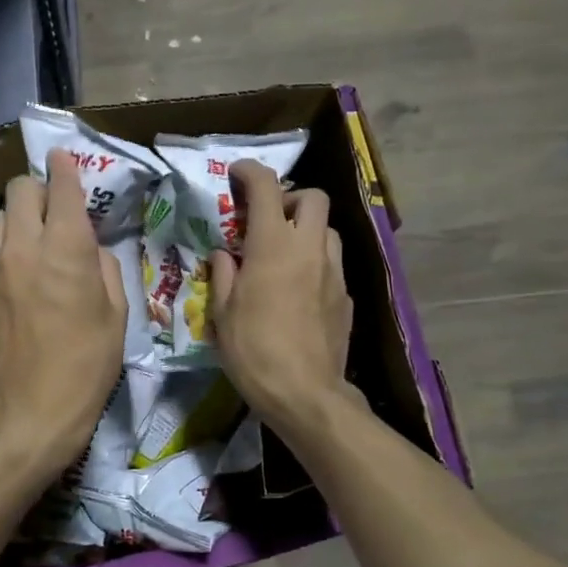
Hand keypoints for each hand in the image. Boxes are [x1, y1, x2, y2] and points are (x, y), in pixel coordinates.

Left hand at [0, 148, 126, 480]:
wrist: (34, 408)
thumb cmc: (88, 362)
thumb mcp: (117, 312)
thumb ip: (104, 266)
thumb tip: (90, 249)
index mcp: (65, 249)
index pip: (60, 187)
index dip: (65, 167)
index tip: (65, 157)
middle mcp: (24, 246)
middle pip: (21, 189)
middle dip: (40, 188)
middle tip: (55, 208)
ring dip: (19, 216)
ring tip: (34, 238)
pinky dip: (5, 243)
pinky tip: (18, 266)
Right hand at [208, 161, 356, 438]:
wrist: (305, 393)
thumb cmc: (253, 351)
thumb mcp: (221, 314)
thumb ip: (223, 274)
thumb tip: (225, 255)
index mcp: (273, 246)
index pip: (267, 188)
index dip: (250, 173)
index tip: (237, 175)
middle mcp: (309, 249)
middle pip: (314, 198)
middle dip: (291, 198)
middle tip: (268, 221)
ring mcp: (333, 272)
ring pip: (327, 231)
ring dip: (306, 231)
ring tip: (284, 256)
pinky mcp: (346, 296)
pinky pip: (332, 264)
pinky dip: (315, 264)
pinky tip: (299, 290)